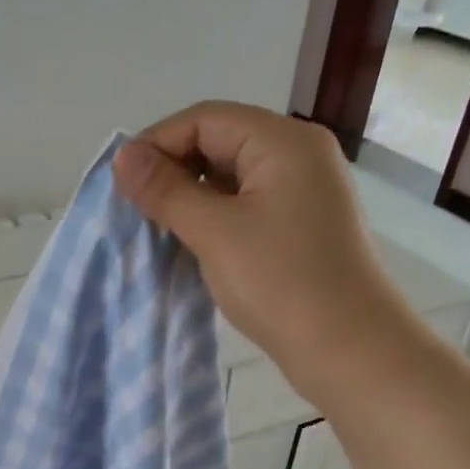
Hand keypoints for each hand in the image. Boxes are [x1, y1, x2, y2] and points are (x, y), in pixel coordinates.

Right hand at [113, 101, 413, 384]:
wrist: (348, 349)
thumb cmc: (281, 283)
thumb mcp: (215, 233)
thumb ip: (166, 191)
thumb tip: (122, 156)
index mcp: (284, 142)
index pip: (206, 119)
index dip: (157, 143)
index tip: (120, 184)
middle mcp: (298, 156)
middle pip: (220, 143)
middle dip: (173, 171)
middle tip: (135, 210)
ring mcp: (303, 194)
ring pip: (231, 179)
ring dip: (190, 198)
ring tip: (156, 230)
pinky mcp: (300, 228)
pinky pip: (246, 208)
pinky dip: (213, 219)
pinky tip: (190, 245)